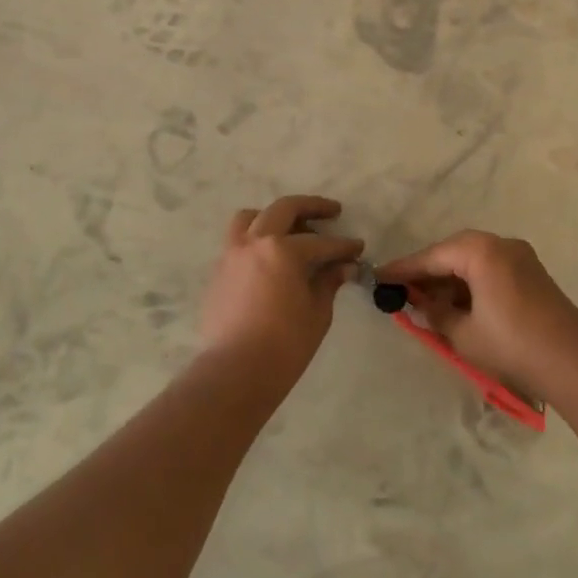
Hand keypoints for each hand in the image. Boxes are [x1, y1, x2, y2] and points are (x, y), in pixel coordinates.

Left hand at [199, 196, 363, 380]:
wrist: (236, 371)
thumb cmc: (285, 344)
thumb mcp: (317, 312)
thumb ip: (328, 282)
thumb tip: (343, 267)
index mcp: (283, 249)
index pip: (322, 242)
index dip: (344, 246)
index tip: (358, 248)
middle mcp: (255, 242)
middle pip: (284, 209)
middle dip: (312, 207)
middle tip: (332, 211)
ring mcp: (232, 254)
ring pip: (251, 218)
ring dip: (273, 216)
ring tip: (291, 228)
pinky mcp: (219, 272)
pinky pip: (238, 241)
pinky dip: (256, 239)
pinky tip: (270, 259)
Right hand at [377, 232, 577, 400]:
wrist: (572, 360)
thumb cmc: (511, 345)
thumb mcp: (463, 332)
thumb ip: (436, 312)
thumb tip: (421, 303)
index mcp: (481, 251)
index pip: (432, 257)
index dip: (403, 270)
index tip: (378, 277)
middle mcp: (501, 244)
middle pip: (453, 252)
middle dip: (427, 272)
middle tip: (402, 291)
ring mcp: (520, 256)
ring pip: (473, 260)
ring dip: (450, 279)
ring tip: (427, 302)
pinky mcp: (531, 272)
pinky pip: (490, 268)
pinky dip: (470, 282)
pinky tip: (457, 304)